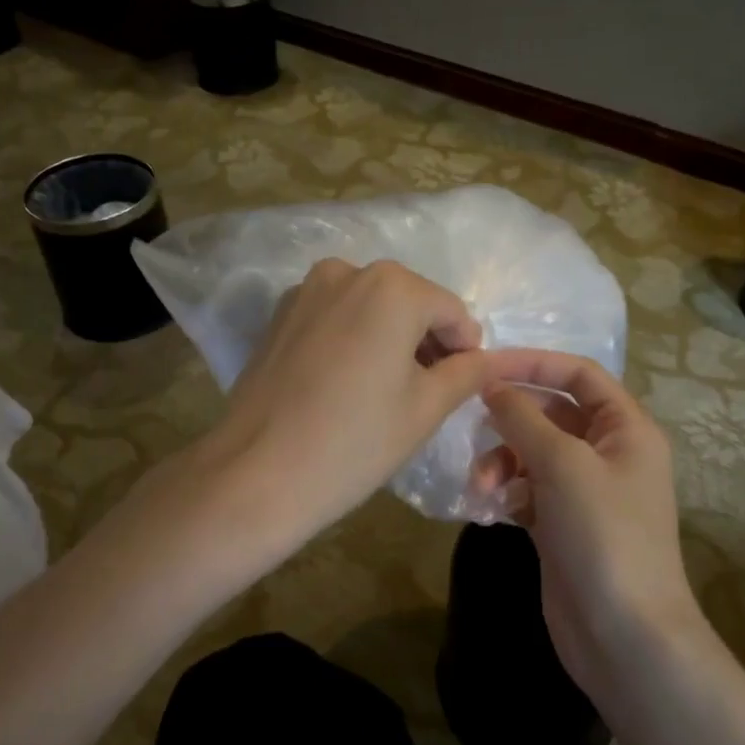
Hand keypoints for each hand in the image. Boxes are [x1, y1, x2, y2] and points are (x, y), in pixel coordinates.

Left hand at [195, 258, 489, 556]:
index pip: (451, 311)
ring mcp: (305, 290)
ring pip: (369, 307)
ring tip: (385, 390)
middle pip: (409, 302)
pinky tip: (345, 384)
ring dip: (388, 337)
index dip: (465, 349)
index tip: (461, 386)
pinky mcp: (279, 315)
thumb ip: (466, 372)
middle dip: (426, 340)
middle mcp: (347, 271)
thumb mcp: (425, 408)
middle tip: (427, 392)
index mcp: (392, 286)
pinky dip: (352, 338)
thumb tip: (489, 359)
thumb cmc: (354, 441)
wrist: (255, 473)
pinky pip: (335, 317)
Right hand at [473, 350, 701, 695]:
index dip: (535, 363)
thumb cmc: (603, 535)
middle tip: (469, 424)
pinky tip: (490, 509)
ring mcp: (585, 491)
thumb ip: (523, 417)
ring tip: (481, 487)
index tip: (486, 366)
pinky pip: (527, 489)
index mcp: (626, 429)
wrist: (625, 637)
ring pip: (533, 453)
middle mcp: (608, 453)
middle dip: (510, 419)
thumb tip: (492, 384)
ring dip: (502, 461)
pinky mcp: (562, 524)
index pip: (580, 374)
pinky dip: (506, 492)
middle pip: (551, 412)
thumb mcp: (563, 464)